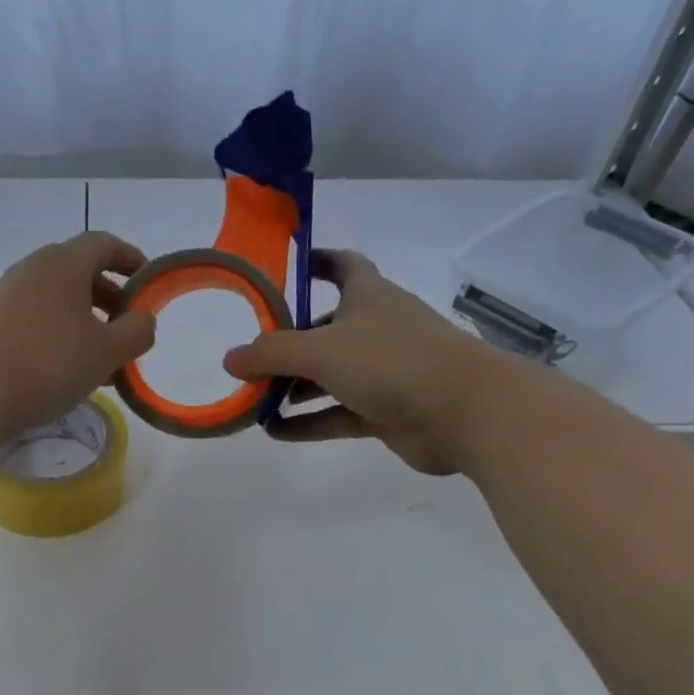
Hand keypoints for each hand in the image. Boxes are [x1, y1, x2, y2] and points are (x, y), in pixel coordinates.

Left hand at [0, 231, 156, 438]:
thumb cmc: (49, 364)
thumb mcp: (108, 351)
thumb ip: (137, 331)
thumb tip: (142, 319)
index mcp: (63, 262)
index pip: (104, 244)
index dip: (132, 260)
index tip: (150, 285)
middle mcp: (34, 269)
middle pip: (81, 272)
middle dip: (112, 298)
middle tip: (129, 330)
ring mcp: (9, 295)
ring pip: (60, 300)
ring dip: (88, 322)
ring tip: (106, 361)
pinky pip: (40, 318)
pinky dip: (63, 334)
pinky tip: (72, 371)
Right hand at [222, 249, 515, 475]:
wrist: (463, 411)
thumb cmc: (392, 361)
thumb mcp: (321, 349)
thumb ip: (271, 353)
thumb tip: (229, 359)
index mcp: (368, 297)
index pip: (342, 266)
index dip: (316, 262)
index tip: (288, 266)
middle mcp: (376, 330)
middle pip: (326, 328)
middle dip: (289, 342)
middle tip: (250, 357)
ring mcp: (383, 373)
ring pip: (330, 376)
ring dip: (294, 387)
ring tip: (254, 400)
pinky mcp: (386, 411)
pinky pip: (337, 414)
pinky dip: (308, 421)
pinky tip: (274, 431)